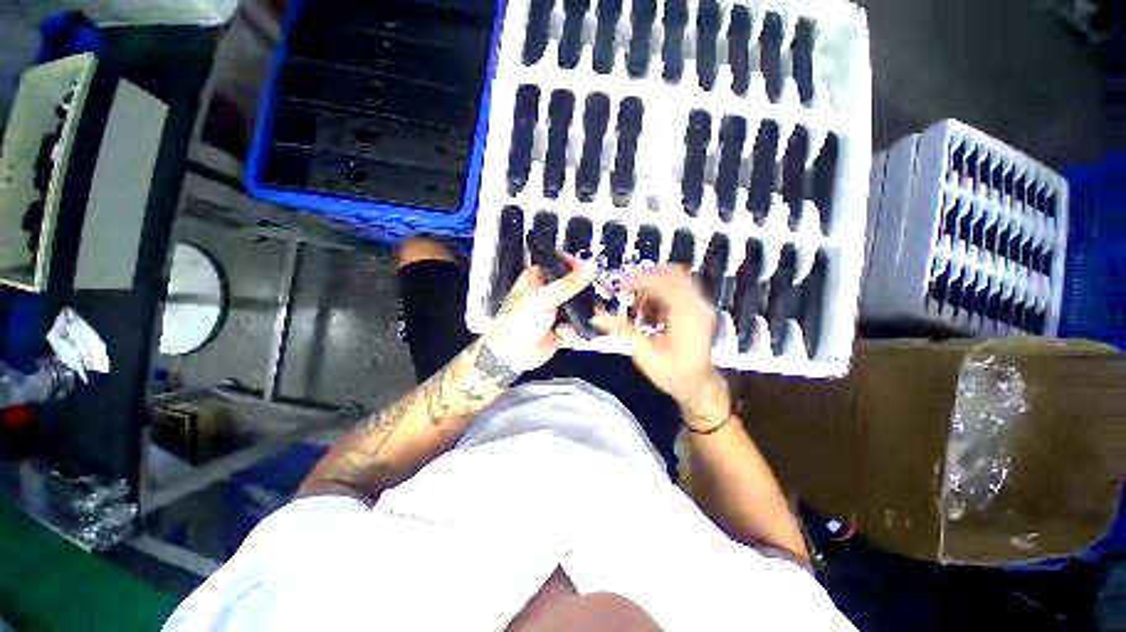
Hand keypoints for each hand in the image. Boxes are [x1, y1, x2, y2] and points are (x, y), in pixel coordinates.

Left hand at [483, 253, 593, 372]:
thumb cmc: (516, 322)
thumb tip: (588, 268)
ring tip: (588, 315)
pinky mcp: (560, 325)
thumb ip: (569, 283)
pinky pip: (576, 321)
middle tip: (593, 295)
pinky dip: (577, 326)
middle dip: (585, 292)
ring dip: (584, 311)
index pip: (561, 263)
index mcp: (538, 277)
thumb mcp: (545, 298)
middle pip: (574, 284)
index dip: (576, 266)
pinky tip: (566, 330)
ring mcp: (554, 309)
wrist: (512, 353)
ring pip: (578, 304)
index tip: (588, 271)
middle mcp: (547, 291)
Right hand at [592, 266, 729, 426]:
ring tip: (638, 310)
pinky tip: (649, 315)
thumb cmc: (672, 372)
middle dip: (646, 281)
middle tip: (628, 293)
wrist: (697, 386)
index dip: (639, 280)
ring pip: (674, 281)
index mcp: (685, 313)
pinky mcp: (697, 311)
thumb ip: (621, 330)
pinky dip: (660, 297)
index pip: (662, 282)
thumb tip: (597, 317)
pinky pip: (677, 291)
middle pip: (671, 274)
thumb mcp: (644, 353)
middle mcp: (696, 305)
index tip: (621, 288)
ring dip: (652, 290)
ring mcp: (700, 306)